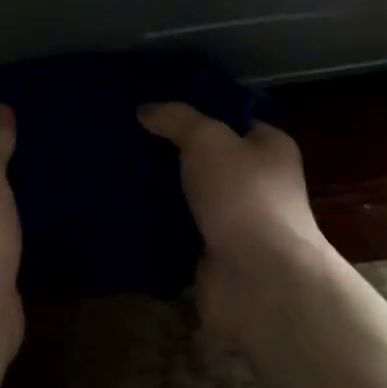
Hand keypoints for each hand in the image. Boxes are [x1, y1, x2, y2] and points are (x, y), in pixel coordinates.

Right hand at [138, 104, 327, 333]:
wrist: (258, 280)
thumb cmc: (242, 195)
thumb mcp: (207, 140)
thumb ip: (177, 119)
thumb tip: (145, 110)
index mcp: (270, 149)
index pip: (234, 121)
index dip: (199, 111)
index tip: (158, 107)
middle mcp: (259, 183)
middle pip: (209, 159)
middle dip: (172, 150)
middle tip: (127, 136)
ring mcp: (237, 221)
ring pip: (192, 195)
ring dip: (161, 188)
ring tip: (117, 168)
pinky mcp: (215, 253)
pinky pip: (180, 229)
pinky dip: (157, 223)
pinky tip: (125, 207)